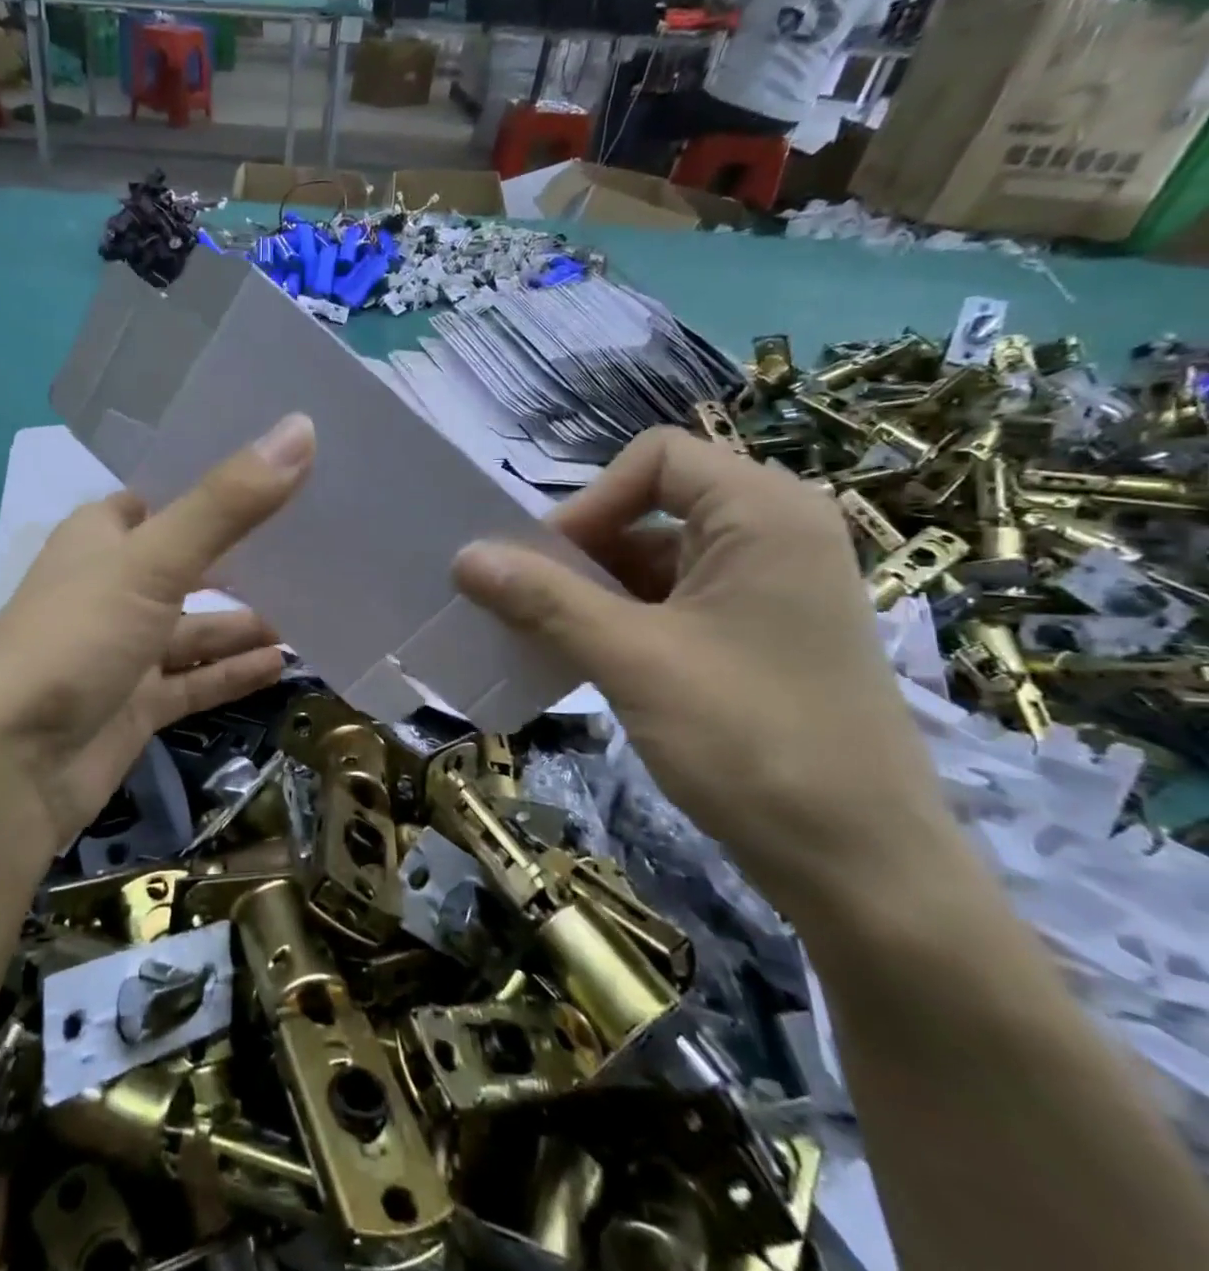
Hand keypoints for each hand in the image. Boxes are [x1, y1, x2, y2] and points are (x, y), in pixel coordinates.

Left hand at [0, 415, 316, 854]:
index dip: (217, 482)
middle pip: (189, 562)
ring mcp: (123, 650)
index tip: (283, 467)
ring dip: (245, 622)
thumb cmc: (75, 641)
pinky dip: (232, 673)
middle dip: (245, 557)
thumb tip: (301, 427)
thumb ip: (227, 505)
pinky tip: (280, 664)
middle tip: (318, 540)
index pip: (164, 495)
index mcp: (100, 537)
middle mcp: (111, 587)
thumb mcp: (152, 564)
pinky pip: (195, 682)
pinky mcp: (135, 705)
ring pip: (196, 627)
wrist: (10, 770)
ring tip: (312, 610)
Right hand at [454, 428, 948, 916]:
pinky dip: (626, 619)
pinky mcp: (765, 633)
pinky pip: (678, 600)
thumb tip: (464, 558)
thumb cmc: (751, 740)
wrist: (862, 867)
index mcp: (764, 513)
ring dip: (596, 590)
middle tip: (533, 604)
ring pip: (660, 557)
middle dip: (585, 550)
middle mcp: (777, 533)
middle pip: (654, 505)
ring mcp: (775, 586)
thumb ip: (544, 599)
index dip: (591, 501)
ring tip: (549, 637)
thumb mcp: (632, 660)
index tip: (548, 564)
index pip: (655, 458)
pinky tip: (588, 660)